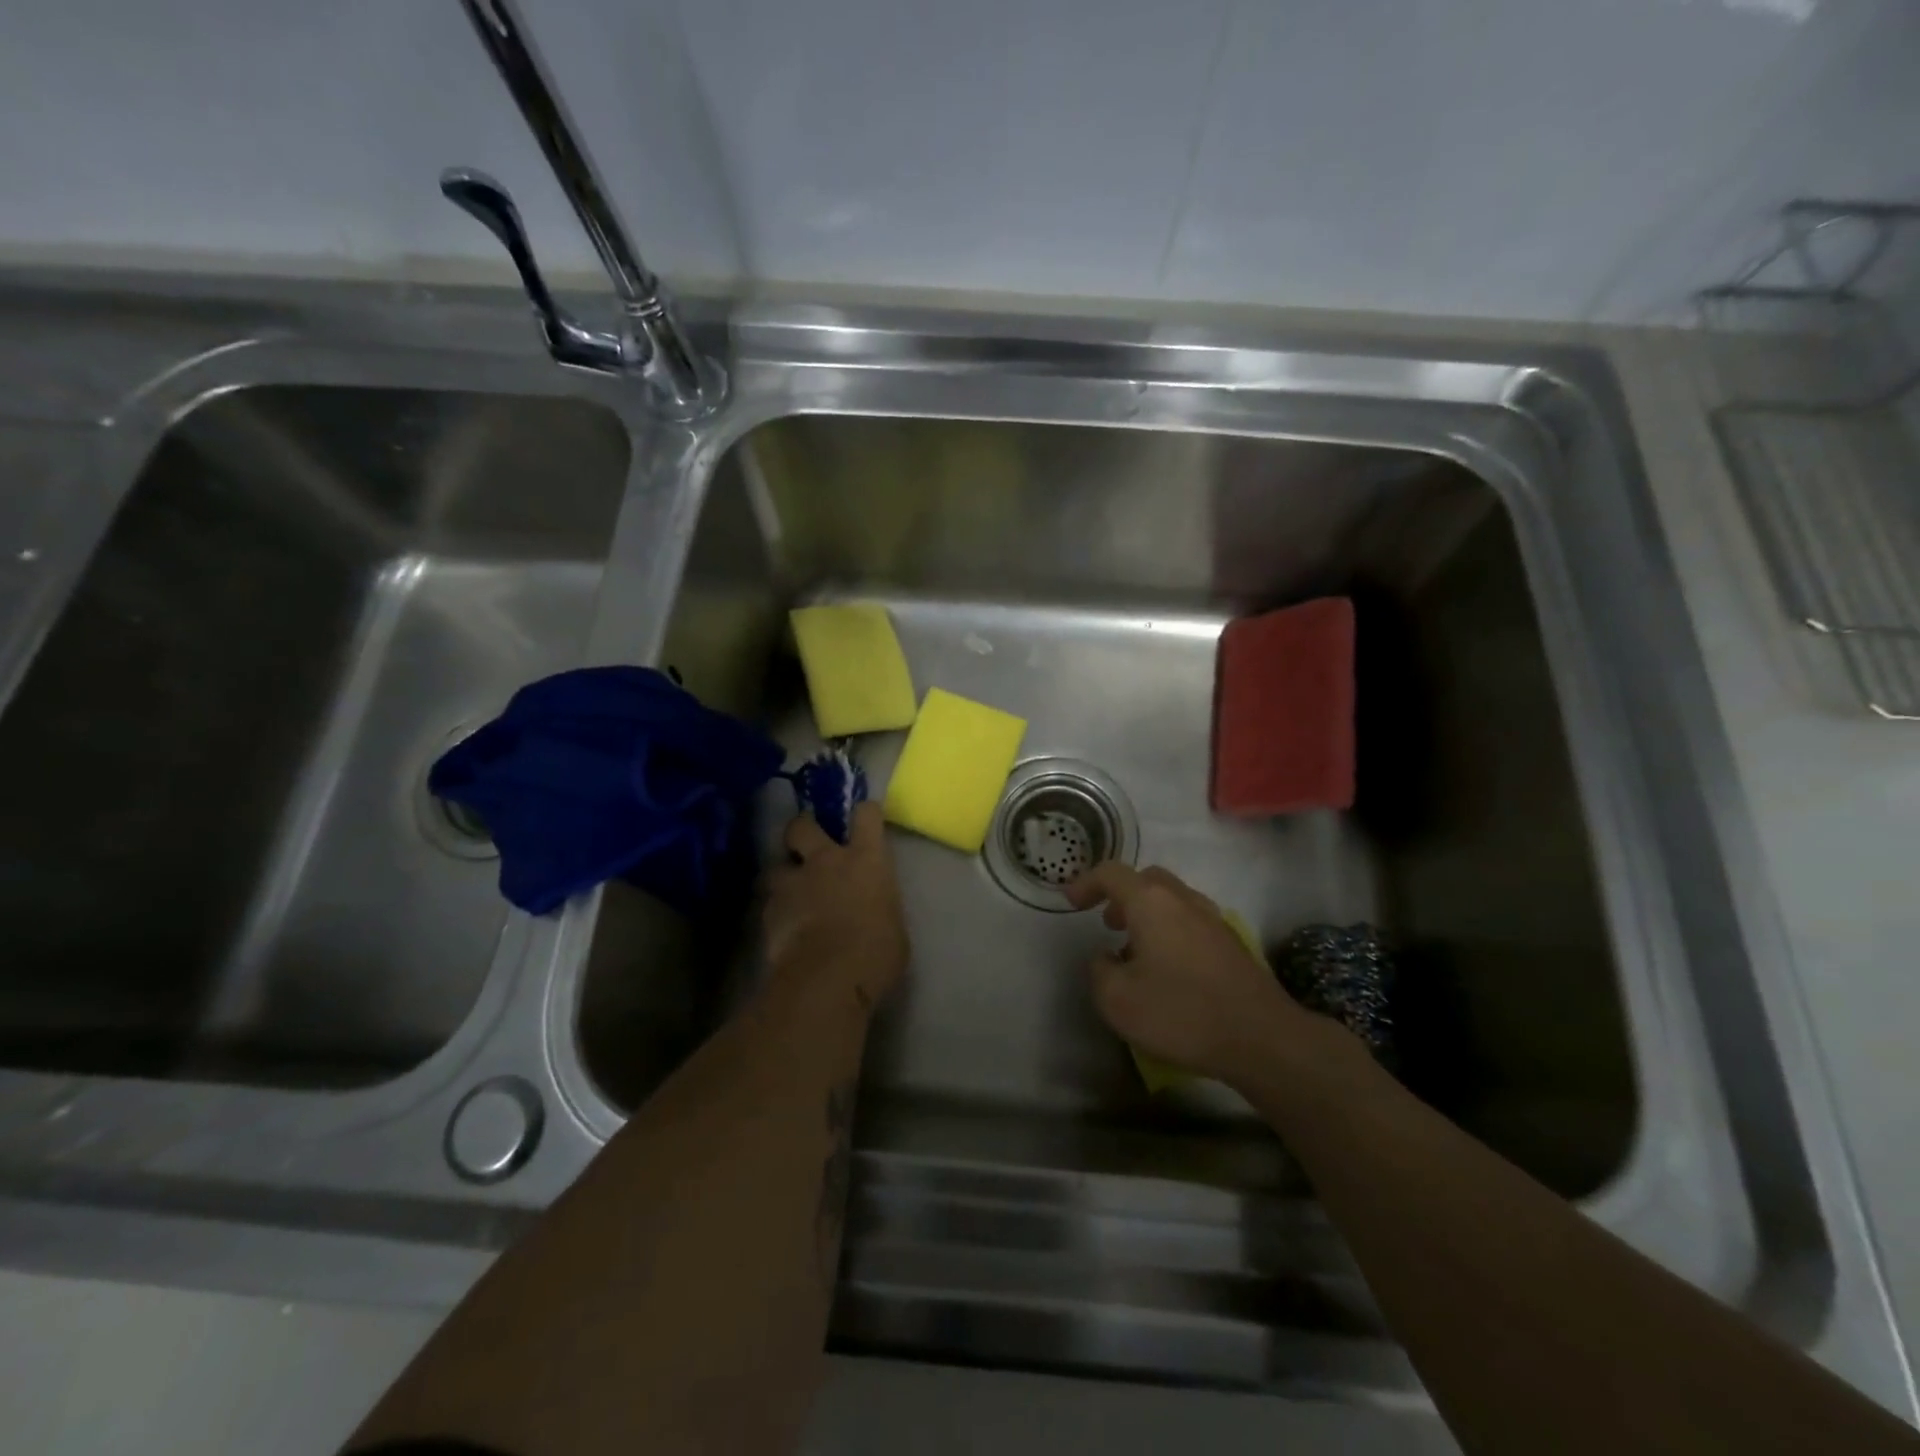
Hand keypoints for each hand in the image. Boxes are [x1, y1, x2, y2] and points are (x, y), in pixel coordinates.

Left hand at [763, 802, 908, 1014]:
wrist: (828, 979)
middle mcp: (826, 860)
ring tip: (789, 894)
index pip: (866, 815)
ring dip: (782, 876)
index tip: (865, 817)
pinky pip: (770, 903)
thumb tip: (870, 909)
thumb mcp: (892, 925)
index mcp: (866, 859)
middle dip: (802, 828)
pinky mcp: (769, 911)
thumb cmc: (877, 953)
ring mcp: (793, 883)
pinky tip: (783, 928)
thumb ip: (877, 905)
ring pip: (776, 865)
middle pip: (803, 825)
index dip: (865, 813)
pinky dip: (776, 911)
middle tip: (806, 842)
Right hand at [1065, 862, 1346, 1087]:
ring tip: (1134, 950)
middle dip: (1122, 895)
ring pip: (1172, 900)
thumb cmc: (1182, 1013)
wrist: (1262, 1038)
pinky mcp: (1231, 944)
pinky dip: (1170, 930)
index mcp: (1152, 902)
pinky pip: (1190, 921)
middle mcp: (1183, 900)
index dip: (1087, 883)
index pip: (1112, 874)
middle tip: (1107, 923)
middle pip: (1147, 879)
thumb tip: (1106, 958)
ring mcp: (1213, 920)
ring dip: (1148, 914)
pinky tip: (1167, 969)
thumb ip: (1100, 971)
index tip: (1071, 903)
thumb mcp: (1117, 1000)